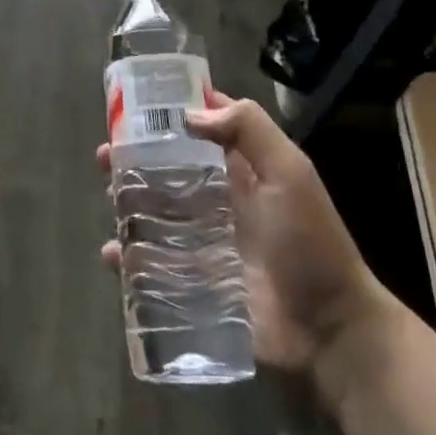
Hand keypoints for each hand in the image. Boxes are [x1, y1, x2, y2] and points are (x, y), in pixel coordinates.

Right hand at [97, 90, 388, 376]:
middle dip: (135, 158)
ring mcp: (204, 242)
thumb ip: (249, 129)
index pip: (202, 129)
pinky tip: (114, 253)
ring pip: (154, 212)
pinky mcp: (194, 283)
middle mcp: (218, 200)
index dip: (171, 113)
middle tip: (106, 155)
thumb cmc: (310, 243)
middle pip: (167, 169)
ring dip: (126, 202)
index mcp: (241, 170)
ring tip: (108, 198)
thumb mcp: (290, 172)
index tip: (134, 104)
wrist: (329, 330)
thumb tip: (190, 113)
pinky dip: (128, 257)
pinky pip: (153, 264)